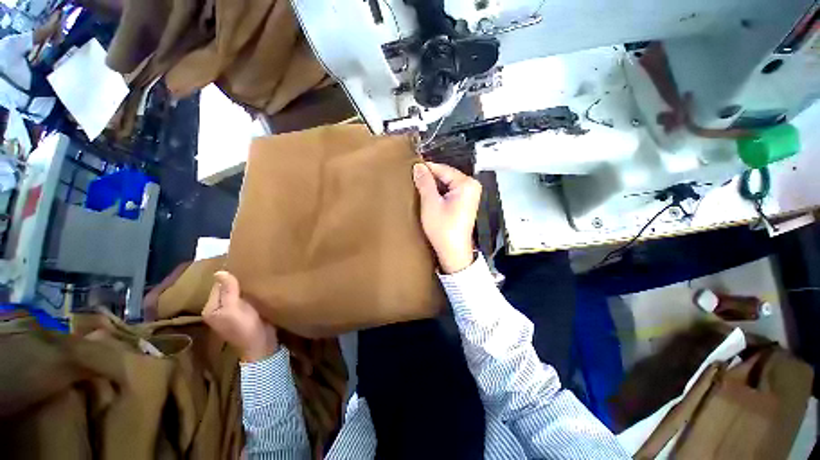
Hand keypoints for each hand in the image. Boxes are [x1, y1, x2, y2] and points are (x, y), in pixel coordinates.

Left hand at [202, 271, 278, 361]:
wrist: (261, 344)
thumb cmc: (246, 327)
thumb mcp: (234, 309)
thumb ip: (228, 291)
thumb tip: (219, 271)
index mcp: (211, 308)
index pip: (218, 285)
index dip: (229, 277)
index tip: (244, 268)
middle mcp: (219, 308)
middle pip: (227, 288)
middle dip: (237, 280)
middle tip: (252, 270)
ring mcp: (232, 311)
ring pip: (236, 292)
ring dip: (245, 286)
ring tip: (257, 276)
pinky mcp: (244, 312)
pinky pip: (245, 297)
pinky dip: (250, 292)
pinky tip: (258, 287)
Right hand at [412, 162, 480, 273]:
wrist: (453, 252)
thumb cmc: (443, 229)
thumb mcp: (431, 203)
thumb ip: (425, 182)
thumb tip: (418, 166)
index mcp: (466, 184)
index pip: (442, 169)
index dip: (426, 168)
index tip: (411, 167)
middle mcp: (471, 186)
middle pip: (445, 176)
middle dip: (429, 178)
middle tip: (412, 178)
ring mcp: (469, 195)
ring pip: (446, 184)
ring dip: (432, 186)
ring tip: (417, 187)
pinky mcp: (464, 203)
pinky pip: (449, 192)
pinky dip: (438, 193)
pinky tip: (427, 196)